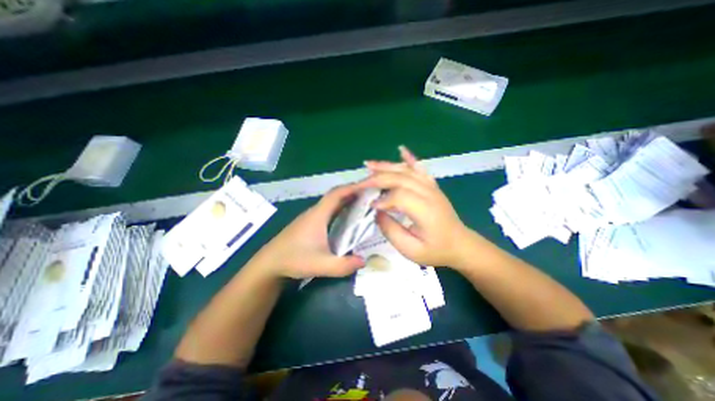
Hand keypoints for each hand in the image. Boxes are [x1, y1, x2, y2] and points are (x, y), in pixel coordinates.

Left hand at [249, 186, 363, 277]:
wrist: (269, 263)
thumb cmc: (293, 260)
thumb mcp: (320, 265)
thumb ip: (343, 265)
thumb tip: (364, 261)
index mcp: (318, 215)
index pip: (337, 194)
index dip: (352, 187)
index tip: (368, 186)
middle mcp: (315, 212)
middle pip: (335, 195)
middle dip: (353, 192)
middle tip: (371, 194)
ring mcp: (311, 217)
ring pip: (332, 203)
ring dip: (347, 200)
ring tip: (364, 202)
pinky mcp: (310, 223)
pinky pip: (329, 211)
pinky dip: (341, 209)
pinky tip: (348, 217)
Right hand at [364, 146, 473, 267]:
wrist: (460, 244)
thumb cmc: (436, 250)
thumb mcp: (411, 250)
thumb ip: (391, 231)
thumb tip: (377, 212)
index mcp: (426, 211)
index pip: (400, 196)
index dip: (382, 199)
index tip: (369, 205)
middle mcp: (429, 194)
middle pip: (400, 178)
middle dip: (377, 179)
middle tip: (360, 183)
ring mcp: (432, 187)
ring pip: (407, 171)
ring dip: (386, 166)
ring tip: (369, 164)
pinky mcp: (432, 185)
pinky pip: (420, 168)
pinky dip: (409, 158)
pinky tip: (401, 150)